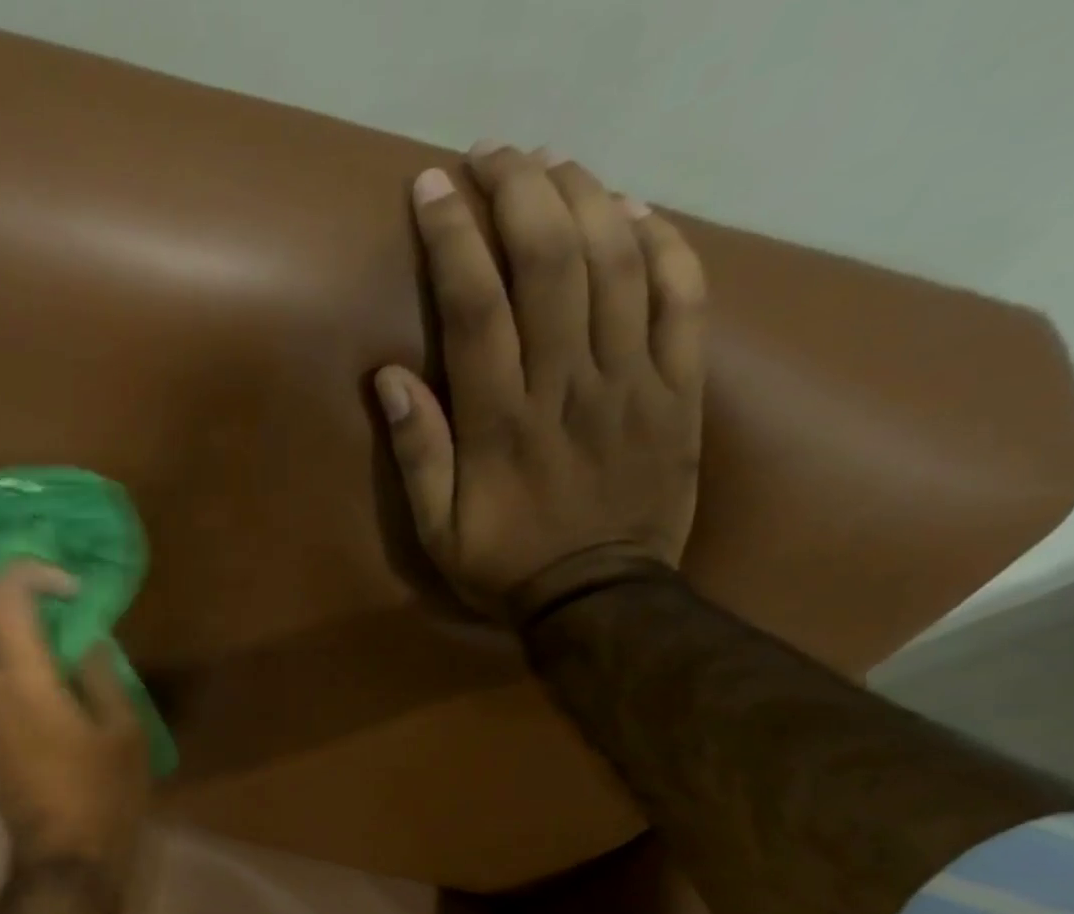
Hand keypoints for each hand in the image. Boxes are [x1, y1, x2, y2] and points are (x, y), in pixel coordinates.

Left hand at [0, 559, 149, 870]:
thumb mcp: (125, 730)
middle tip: (15, 592)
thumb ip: (103, 673)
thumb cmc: (104, 794)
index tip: (68, 588)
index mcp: (25, 682)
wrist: (66, 858)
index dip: (32, 572)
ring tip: (4, 624)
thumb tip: (85, 640)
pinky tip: (0, 663)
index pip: (4, 597)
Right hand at [375, 145, 707, 624]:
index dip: (453, 237)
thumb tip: (389, 376)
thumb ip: (417, 453)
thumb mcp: (436, 531)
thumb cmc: (505, 566)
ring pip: (618, 262)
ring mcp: (632, 382)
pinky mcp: (678, 389)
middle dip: (520, 191)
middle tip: (494, 155)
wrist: (600, 599)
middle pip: (552, 260)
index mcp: (501, 422)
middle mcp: (568, 386)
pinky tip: (636, 211)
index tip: (432, 188)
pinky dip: (664, 243)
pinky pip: (684, 297)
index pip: (477, 305)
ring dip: (586, 197)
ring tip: (554, 165)